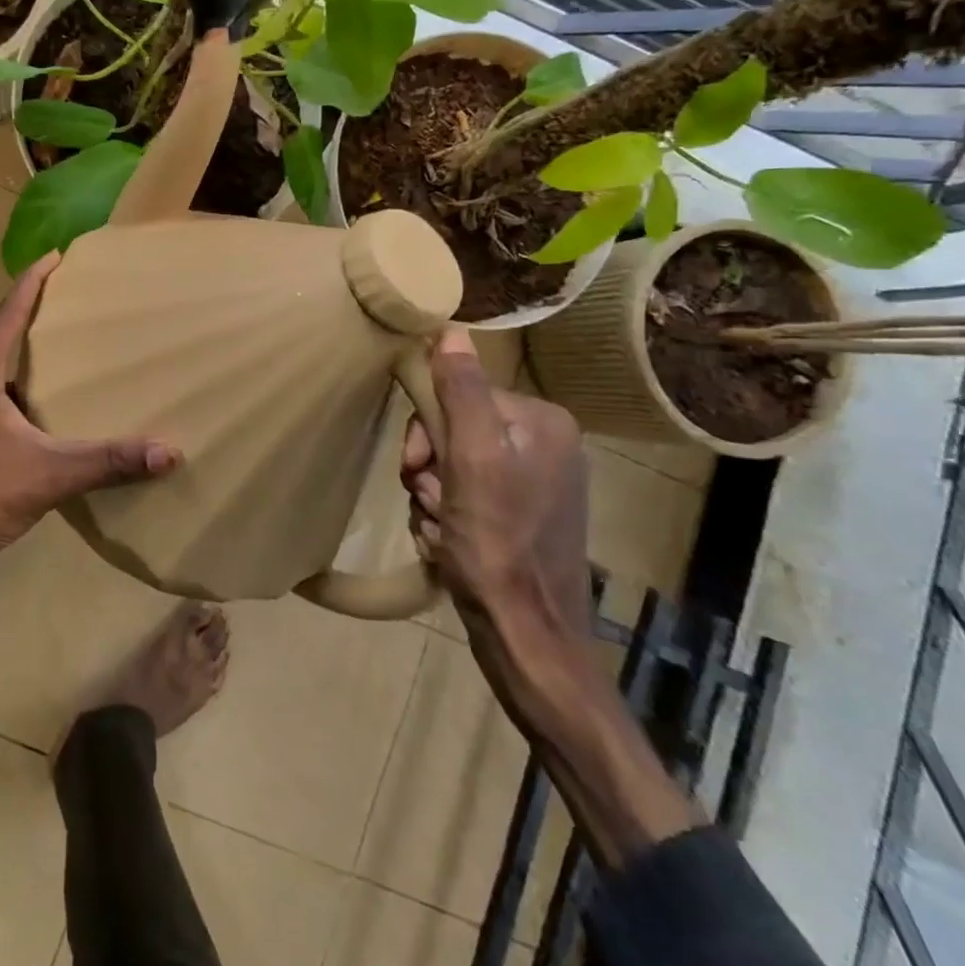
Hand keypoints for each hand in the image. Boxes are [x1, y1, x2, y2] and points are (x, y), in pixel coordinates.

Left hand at [0, 253, 178, 630]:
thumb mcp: (48, 476)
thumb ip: (108, 462)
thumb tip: (169, 451)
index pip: (7, 311)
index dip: (33, 280)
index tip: (57, 256)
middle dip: (21, 300)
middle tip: (58, 288)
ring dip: (12, 334)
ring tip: (51, 332)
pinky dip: (10, 370)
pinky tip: (36, 393)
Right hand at [402, 332, 706, 869]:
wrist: (528, 636)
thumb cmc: (497, 543)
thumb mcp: (471, 459)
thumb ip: (461, 391)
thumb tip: (448, 329)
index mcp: (542, 421)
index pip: (459, 395)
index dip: (427, 432)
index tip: (418, 470)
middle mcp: (546, 445)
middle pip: (454, 430)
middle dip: (430, 469)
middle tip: (431, 504)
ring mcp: (536, 483)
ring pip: (452, 466)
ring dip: (433, 496)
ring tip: (442, 530)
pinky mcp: (524, 516)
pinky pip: (466, 495)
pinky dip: (447, 516)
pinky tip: (451, 543)